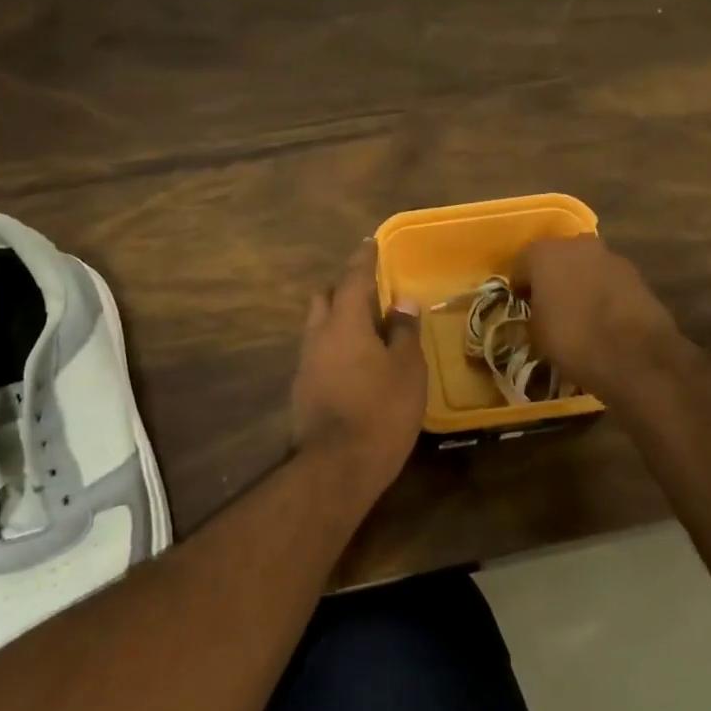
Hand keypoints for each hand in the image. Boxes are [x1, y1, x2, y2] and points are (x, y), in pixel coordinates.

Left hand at [290, 243, 426, 497]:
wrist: (336, 466)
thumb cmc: (381, 411)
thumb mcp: (407, 369)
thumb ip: (404, 332)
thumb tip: (402, 303)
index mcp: (344, 322)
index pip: (352, 278)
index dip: (363, 259)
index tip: (370, 243)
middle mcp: (318, 335)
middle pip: (325, 298)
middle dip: (344, 288)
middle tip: (370, 291)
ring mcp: (306, 363)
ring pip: (319, 326)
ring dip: (338, 318)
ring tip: (366, 328)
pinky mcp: (302, 388)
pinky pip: (319, 352)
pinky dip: (335, 345)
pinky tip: (355, 363)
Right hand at [518, 235, 680, 396]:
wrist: (633, 355)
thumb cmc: (571, 340)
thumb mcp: (536, 334)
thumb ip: (532, 315)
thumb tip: (537, 314)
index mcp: (544, 253)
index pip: (522, 264)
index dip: (520, 286)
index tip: (522, 305)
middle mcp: (576, 244)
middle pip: (557, 258)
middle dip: (552, 277)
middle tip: (550, 305)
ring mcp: (610, 256)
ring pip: (585, 266)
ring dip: (580, 282)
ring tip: (579, 312)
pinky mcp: (636, 274)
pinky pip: (608, 279)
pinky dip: (603, 292)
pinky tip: (603, 317)